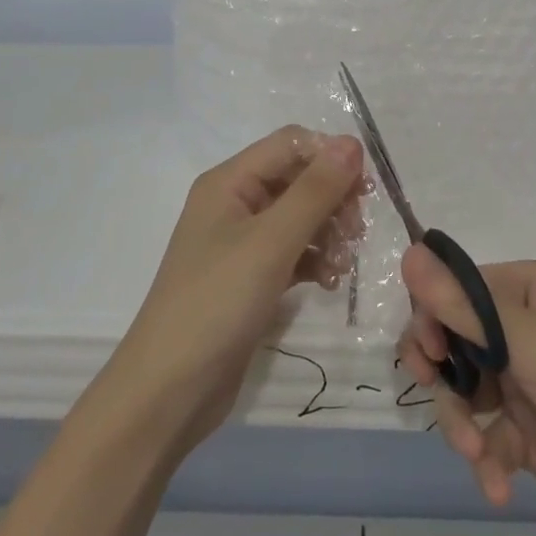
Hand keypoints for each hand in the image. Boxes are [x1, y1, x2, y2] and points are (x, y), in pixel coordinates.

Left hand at [93, 127, 364, 459]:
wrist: (169, 392)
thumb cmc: (217, 303)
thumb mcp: (271, 242)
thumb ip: (315, 191)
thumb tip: (352, 143)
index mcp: (229, 181)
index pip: (290, 144)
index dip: (329, 156)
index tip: (366, 189)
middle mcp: (234, 203)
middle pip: (297, 179)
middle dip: (333, 199)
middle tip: (357, 231)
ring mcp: (241, 243)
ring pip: (300, 217)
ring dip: (328, 232)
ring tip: (343, 265)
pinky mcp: (250, 278)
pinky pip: (294, 252)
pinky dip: (316, 260)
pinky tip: (331, 283)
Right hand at [398, 250, 535, 535]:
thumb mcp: (530, 345)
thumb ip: (463, 305)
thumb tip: (408, 252)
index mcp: (529, 289)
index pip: (455, 288)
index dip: (432, 317)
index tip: (428, 356)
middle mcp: (525, 326)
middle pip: (453, 339)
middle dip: (442, 375)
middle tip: (434, 394)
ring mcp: (528, 380)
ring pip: (464, 391)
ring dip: (462, 425)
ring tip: (478, 456)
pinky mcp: (532, 430)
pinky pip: (487, 433)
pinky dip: (486, 457)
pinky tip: (497, 485)